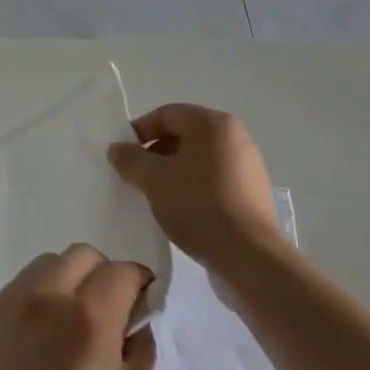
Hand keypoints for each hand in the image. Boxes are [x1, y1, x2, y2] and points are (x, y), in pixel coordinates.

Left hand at [0, 245, 155, 369]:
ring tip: (67, 324)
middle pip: (84, 256)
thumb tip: (138, 318)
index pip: (123, 271)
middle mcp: (47, 296)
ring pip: (48, 265)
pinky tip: (37, 341)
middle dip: (103, 275)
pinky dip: (37, 299)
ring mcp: (10, 303)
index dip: (139, 284)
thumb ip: (140, 348)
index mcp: (89, 317)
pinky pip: (19, 289)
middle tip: (105, 314)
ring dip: (67, 281)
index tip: (141, 305)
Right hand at [108, 104, 282, 267]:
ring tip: (155, 195)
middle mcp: (234, 135)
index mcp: (212, 123)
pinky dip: (194, 186)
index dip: (140, 131)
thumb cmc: (197, 205)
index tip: (122, 155)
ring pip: (199, 158)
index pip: (167, 114)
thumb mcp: (154, 180)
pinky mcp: (252, 191)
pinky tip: (181, 209)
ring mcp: (247, 163)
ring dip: (174, 171)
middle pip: (185, 134)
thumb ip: (131, 159)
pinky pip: (214, 178)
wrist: (247, 255)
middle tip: (136, 177)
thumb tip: (117, 149)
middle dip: (156, 153)